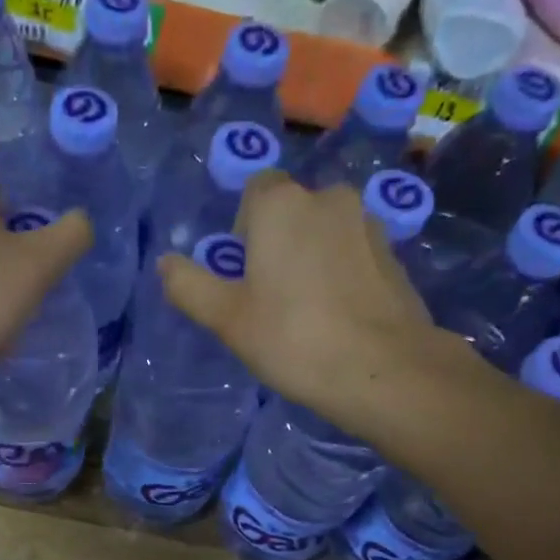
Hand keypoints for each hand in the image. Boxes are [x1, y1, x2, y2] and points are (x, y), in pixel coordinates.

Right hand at [157, 173, 476, 437]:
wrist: (382, 369)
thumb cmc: (293, 339)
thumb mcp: (227, 319)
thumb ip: (190, 286)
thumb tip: (165, 263)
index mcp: (282, 205)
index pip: (256, 190)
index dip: (244, 228)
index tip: (243, 272)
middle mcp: (328, 198)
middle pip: (292, 211)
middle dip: (278, 243)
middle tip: (270, 298)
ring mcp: (367, 224)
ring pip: (325, 231)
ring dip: (311, 257)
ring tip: (307, 311)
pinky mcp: (394, 254)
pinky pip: (353, 253)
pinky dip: (341, 273)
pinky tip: (338, 317)